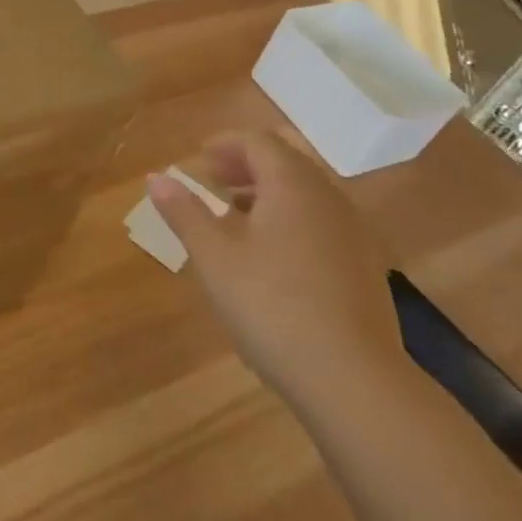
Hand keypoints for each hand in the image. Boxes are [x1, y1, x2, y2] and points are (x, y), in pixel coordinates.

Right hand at [148, 131, 404, 415]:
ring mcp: (354, 234)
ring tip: (236, 219)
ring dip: (269, 193)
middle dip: (247, 165)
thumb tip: (156, 177)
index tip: (199, 161)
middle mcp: (328, 198)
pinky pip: (322, 223)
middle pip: (287, 162)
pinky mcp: (365, 268)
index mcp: (292, 185)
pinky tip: (272, 258)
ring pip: (307, 194)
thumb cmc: (271, 305)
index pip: (259, 141)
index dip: (226, 144)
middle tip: (215, 182)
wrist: (352, 379)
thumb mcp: (214, 257)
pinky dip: (292, 220)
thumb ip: (184, 212)